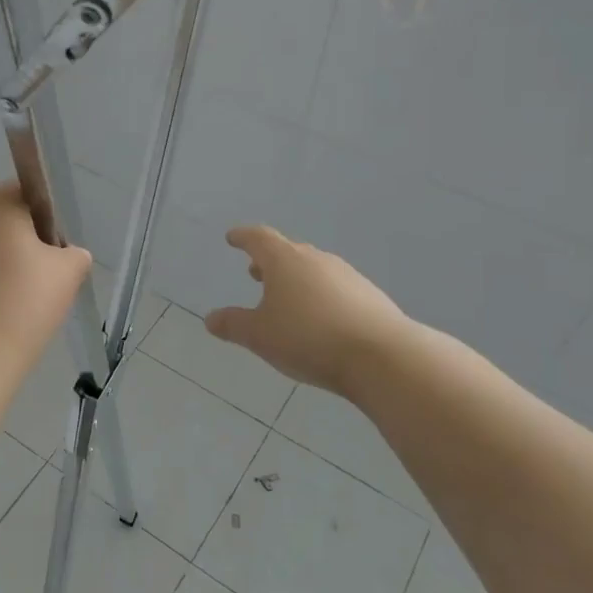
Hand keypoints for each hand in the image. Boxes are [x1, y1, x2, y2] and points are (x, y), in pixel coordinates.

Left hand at [0, 184, 91, 365]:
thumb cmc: (25, 302)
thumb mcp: (68, 273)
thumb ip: (74, 253)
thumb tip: (67, 255)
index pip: (26, 191)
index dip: (46, 216)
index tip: (55, 250)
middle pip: (1, 216)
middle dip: (22, 238)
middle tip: (42, 275)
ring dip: (0, 258)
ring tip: (17, 296)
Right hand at [205, 225, 411, 396]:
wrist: (382, 356)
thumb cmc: (308, 338)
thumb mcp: (260, 336)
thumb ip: (233, 325)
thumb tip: (210, 318)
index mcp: (284, 261)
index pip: (259, 238)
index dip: (243, 237)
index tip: (232, 237)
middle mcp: (316, 260)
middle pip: (288, 251)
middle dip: (269, 260)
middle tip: (255, 271)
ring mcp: (347, 275)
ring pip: (313, 269)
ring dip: (295, 278)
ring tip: (285, 297)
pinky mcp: (369, 296)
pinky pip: (335, 288)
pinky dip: (319, 295)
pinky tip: (319, 318)